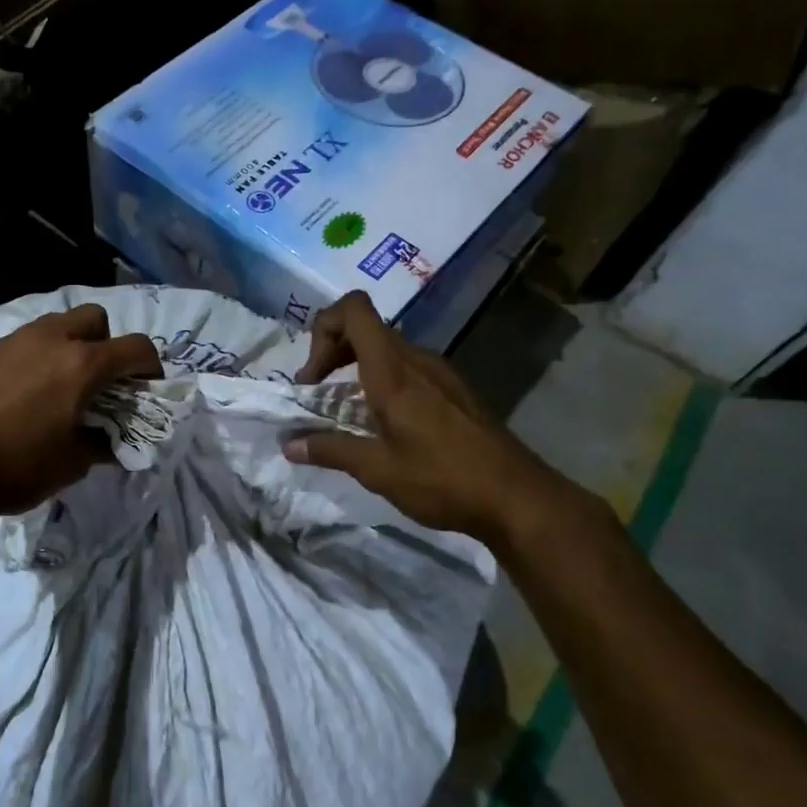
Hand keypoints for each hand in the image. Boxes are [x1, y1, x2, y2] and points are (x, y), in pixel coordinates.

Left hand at [0, 304, 162, 518]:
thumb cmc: (13, 466)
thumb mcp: (71, 465)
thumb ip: (102, 444)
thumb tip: (112, 440)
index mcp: (81, 365)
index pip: (136, 347)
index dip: (151, 366)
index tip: (147, 389)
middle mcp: (49, 340)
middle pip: (95, 317)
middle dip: (107, 343)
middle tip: (99, 381)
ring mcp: (10, 342)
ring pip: (53, 325)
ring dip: (67, 347)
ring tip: (57, 386)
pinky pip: (17, 346)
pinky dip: (29, 362)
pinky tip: (14, 397)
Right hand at [284, 292, 580, 543]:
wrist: (517, 497)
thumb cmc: (442, 479)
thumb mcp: (377, 470)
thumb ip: (330, 450)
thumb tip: (289, 444)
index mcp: (392, 369)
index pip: (353, 309)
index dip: (324, 327)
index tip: (313, 376)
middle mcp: (416, 359)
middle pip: (365, 328)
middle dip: (332, 354)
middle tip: (319, 396)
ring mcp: (440, 373)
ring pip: (387, 351)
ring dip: (358, 371)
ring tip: (348, 415)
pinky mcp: (455, 390)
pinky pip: (409, 370)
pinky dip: (385, 384)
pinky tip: (387, 426)